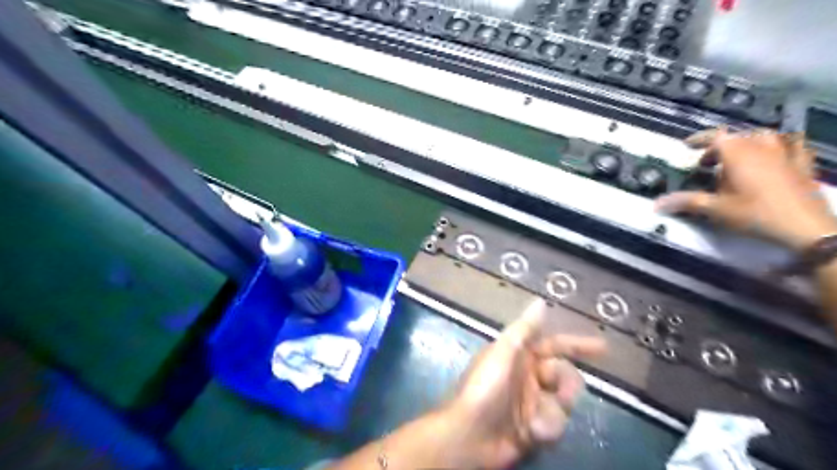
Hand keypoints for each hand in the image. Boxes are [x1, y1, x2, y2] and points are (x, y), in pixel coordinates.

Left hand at [441, 301, 604, 468]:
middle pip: (565, 375)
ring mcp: (533, 403)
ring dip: (554, 412)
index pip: (555, 345)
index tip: (603, 347)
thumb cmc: (484, 388)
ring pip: (564, 402)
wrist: (470, 436)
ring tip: (536, 421)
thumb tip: (540, 302)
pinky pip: (556, 425)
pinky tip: (532, 433)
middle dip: (566, 384)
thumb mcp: (503, 352)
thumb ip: (524, 329)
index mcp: (520, 356)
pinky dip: (547, 429)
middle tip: (559, 393)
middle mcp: (529, 376)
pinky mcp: (535, 428)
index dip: (578, 345)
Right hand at [653, 127, 836, 250]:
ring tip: (738, 157)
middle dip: (720, 147)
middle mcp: (762, 147)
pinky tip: (778, 154)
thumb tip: (656, 204)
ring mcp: (786, 154)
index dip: (699, 139)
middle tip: (708, 164)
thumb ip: (686, 202)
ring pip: (765, 137)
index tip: (687, 146)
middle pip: (738, 137)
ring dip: (748, 143)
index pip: (715, 137)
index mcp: (738, 154)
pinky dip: (782, 146)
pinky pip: (793, 146)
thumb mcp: (715, 209)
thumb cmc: (754, 214)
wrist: (804, 227)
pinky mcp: (803, 165)